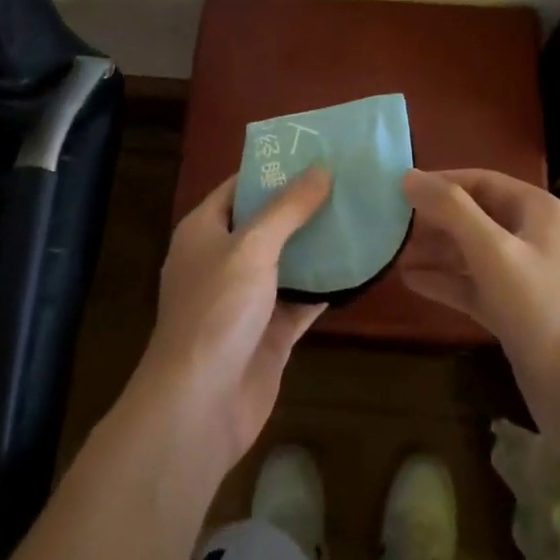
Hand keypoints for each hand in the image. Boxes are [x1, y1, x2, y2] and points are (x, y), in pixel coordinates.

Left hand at [136, 169, 332, 471]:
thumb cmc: (217, 311)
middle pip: (267, 222)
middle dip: (303, 204)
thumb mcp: (253, 247)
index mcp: (204, 231)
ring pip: (288, 260)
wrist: (199, 408)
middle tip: (347, 180)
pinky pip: (302, 299)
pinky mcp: (269, 332)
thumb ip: (288, 208)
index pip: (240, 186)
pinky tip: (359, 265)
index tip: (315, 152)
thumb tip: (322, 168)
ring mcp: (246, 298)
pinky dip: (326, 285)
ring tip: (360, 213)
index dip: (274, 169)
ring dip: (318, 243)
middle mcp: (223, 259)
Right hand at [399, 167, 559, 455]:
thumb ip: (451, 210)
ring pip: (473, 252)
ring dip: (436, 251)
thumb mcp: (493, 252)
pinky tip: (412, 281)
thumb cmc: (541, 310)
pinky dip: (447, 281)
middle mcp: (534, 236)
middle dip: (435, 219)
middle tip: (391, 224)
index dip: (441, 182)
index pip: (482, 181)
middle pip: (475, 215)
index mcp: (537, 210)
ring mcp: (526, 276)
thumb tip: (408, 176)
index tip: (399, 189)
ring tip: (393, 252)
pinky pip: (475, 285)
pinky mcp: (516, 311)